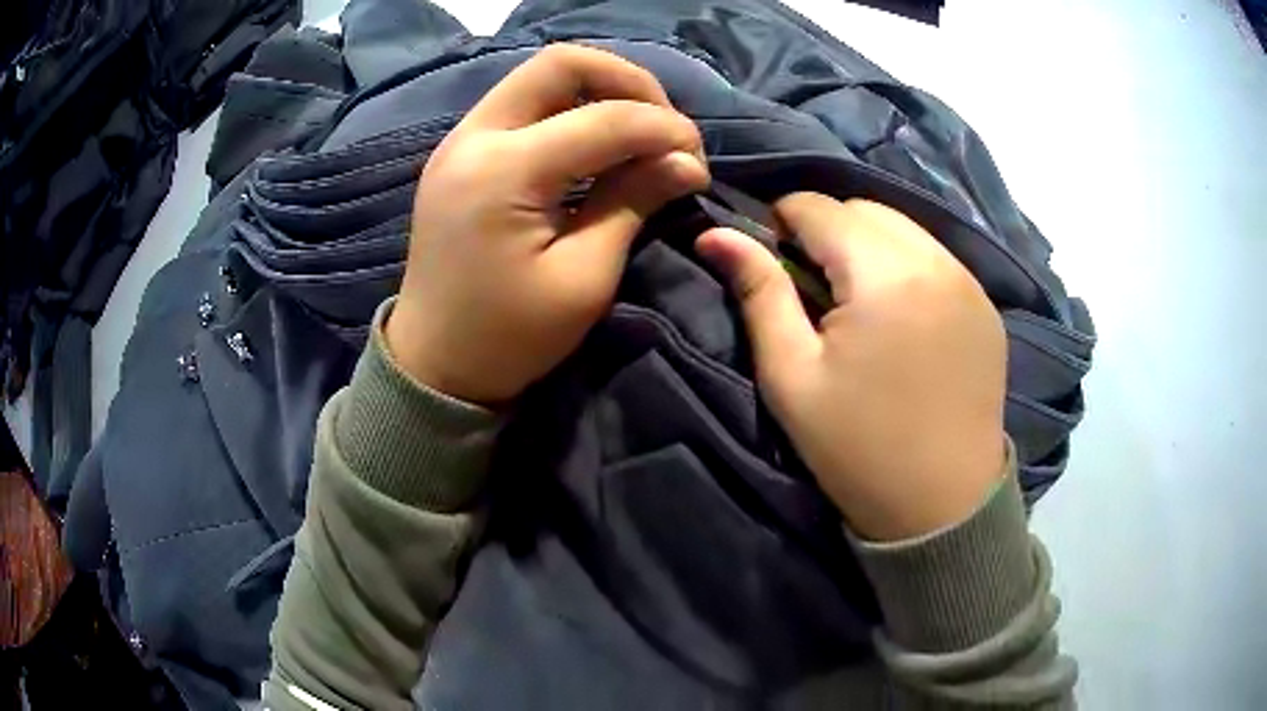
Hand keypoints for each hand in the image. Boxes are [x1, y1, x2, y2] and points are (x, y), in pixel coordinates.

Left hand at [387, 44, 708, 404]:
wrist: (433, 365)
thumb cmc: (508, 337)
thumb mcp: (583, 279)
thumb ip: (633, 203)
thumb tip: (687, 162)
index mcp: (504, 171)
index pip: (606, 118)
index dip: (664, 130)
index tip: (697, 162)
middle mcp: (474, 136)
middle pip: (561, 62)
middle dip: (627, 82)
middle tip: (663, 126)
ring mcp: (460, 140)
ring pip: (539, 76)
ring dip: (599, 90)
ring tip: (637, 132)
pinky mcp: (460, 153)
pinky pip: (522, 103)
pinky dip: (568, 108)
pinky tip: (595, 142)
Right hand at [696, 194, 1006, 539]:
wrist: (942, 507)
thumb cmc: (857, 448)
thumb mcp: (792, 375)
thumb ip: (758, 292)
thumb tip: (713, 232)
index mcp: (883, 274)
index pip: (818, 206)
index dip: (781, 223)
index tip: (772, 263)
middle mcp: (935, 260)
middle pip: (864, 208)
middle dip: (827, 230)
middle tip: (813, 288)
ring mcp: (969, 281)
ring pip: (903, 227)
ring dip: (869, 245)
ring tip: (857, 302)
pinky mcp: (986, 305)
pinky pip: (935, 257)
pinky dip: (906, 265)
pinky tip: (900, 316)